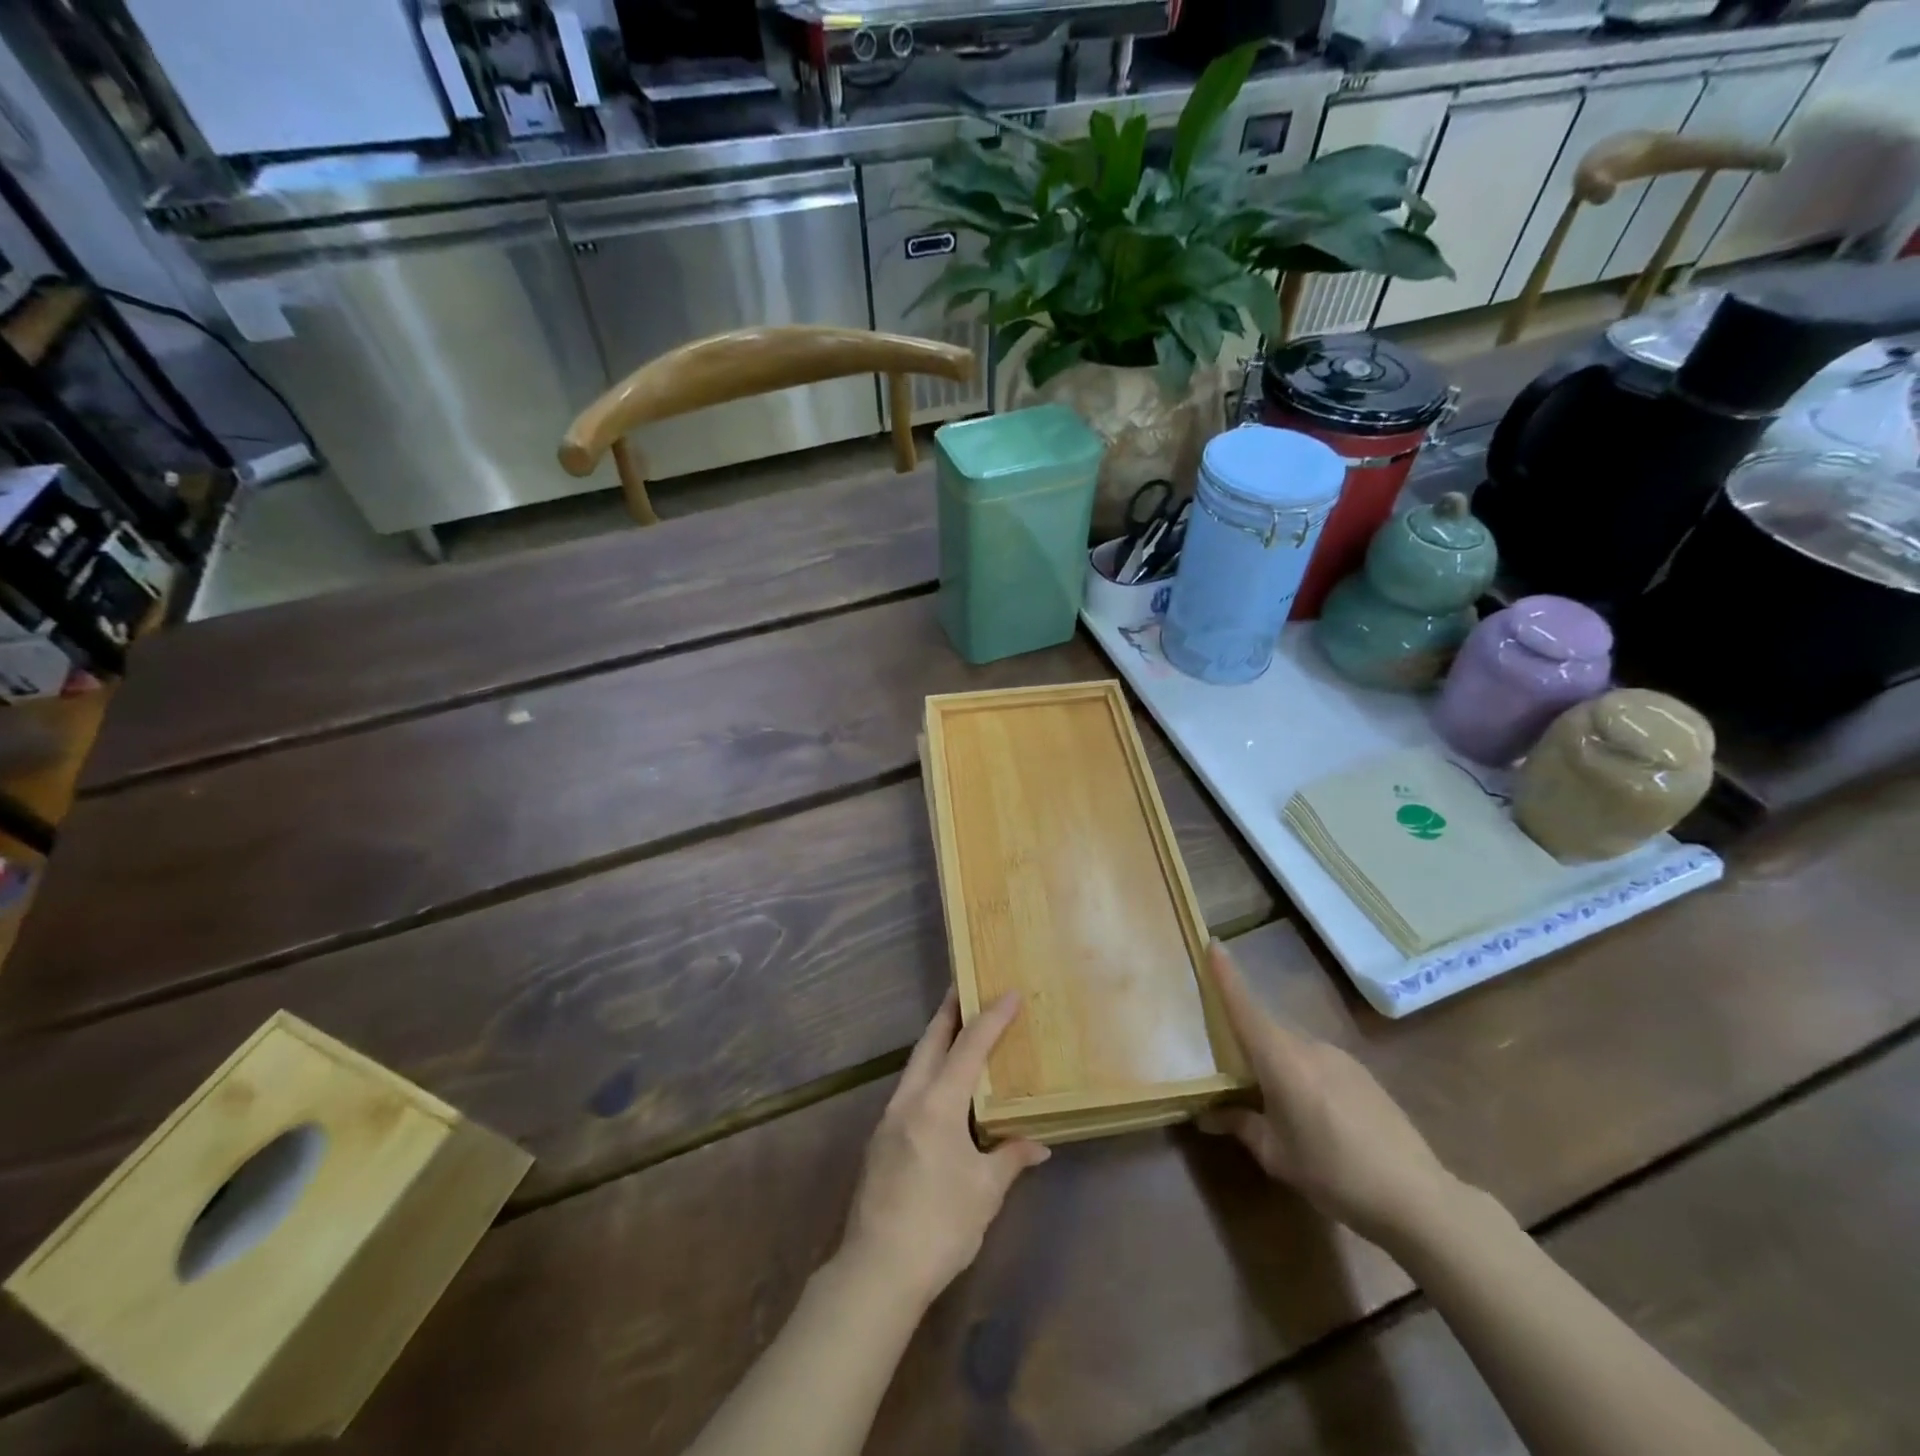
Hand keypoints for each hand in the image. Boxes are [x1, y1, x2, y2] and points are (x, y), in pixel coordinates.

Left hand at [841, 992, 1049, 1306]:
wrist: (877, 1271)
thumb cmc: (939, 1226)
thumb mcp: (985, 1193)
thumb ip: (1010, 1158)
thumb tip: (1038, 1144)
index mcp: (937, 1105)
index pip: (969, 1048)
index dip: (991, 1018)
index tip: (1008, 992)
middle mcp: (909, 1100)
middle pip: (930, 1042)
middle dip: (949, 1013)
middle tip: (966, 987)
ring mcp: (889, 1119)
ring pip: (915, 1064)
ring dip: (936, 1042)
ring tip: (957, 1030)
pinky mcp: (880, 1140)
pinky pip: (909, 1089)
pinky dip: (927, 1072)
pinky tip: (940, 1088)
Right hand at [1197, 941, 1458, 1249]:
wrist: (1418, 1198)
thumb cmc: (1334, 1174)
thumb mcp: (1277, 1156)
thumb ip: (1241, 1125)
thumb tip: (1208, 1115)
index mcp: (1281, 1059)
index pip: (1245, 1007)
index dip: (1226, 975)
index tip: (1212, 944)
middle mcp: (1309, 1046)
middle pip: (1266, 1030)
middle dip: (1245, 1039)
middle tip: (1227, 1065)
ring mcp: (1340, 1058)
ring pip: (1292, 1049)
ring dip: (1276, 1064)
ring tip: (1270, 1101)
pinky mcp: (1362, 1075)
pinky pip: (1317, 1063)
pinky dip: (1302, 1075)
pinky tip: (1311, 1114)